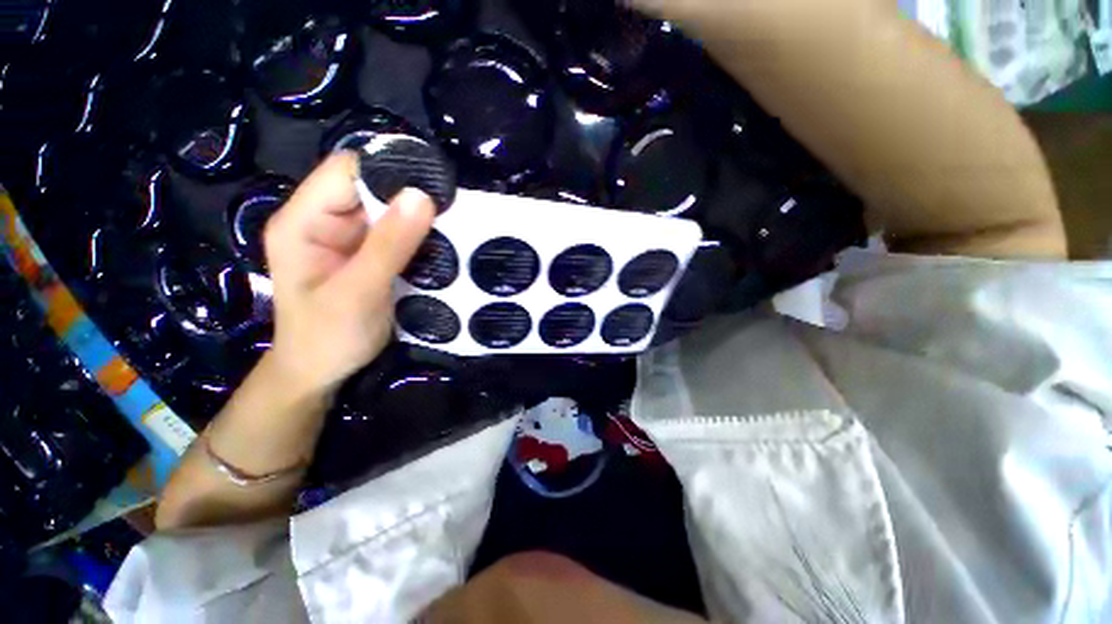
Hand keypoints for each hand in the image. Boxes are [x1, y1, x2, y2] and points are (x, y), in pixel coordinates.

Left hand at [263, 152, 435, 395]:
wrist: (321, 371)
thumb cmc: (328, 337)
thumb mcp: (359, 292)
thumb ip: (389, 246)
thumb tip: (421, 196)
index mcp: (303, 221)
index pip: (346, 171)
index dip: (388, 171)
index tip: (433, 187)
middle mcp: (322, 220)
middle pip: (368, 187)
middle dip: (408, 196)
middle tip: (450, 211)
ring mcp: (346, 237)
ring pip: (386, 210)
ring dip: (417, 217)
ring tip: (451, 227)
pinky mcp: (366, 253)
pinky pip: (395, 233)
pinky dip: (417, 235)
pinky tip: (439, 243)